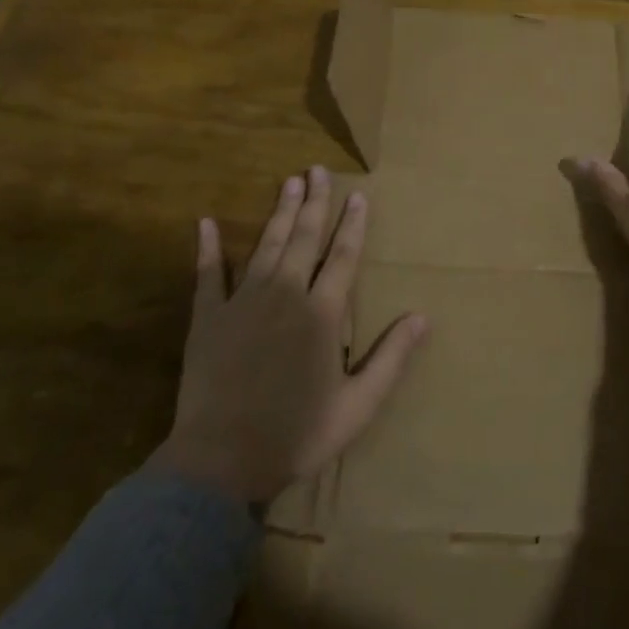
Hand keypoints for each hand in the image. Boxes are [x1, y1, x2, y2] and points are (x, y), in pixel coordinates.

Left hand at [150, 166, 427, 502]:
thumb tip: (423, 317)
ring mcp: (243, 302)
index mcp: (322, 314)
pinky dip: (207, 248)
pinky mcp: (208, 317)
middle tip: (318, 170)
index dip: (354, 224)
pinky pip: (208, 274)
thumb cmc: (296, 433)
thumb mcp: (358, 405)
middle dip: (315, 202)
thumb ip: (391, 358)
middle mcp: (286, 294)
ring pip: (266, 245)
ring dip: (279, 212)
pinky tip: (205, 222)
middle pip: (305, 238)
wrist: (221, 459)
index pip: (344, 256)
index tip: (359, 195)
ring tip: (288, 182)